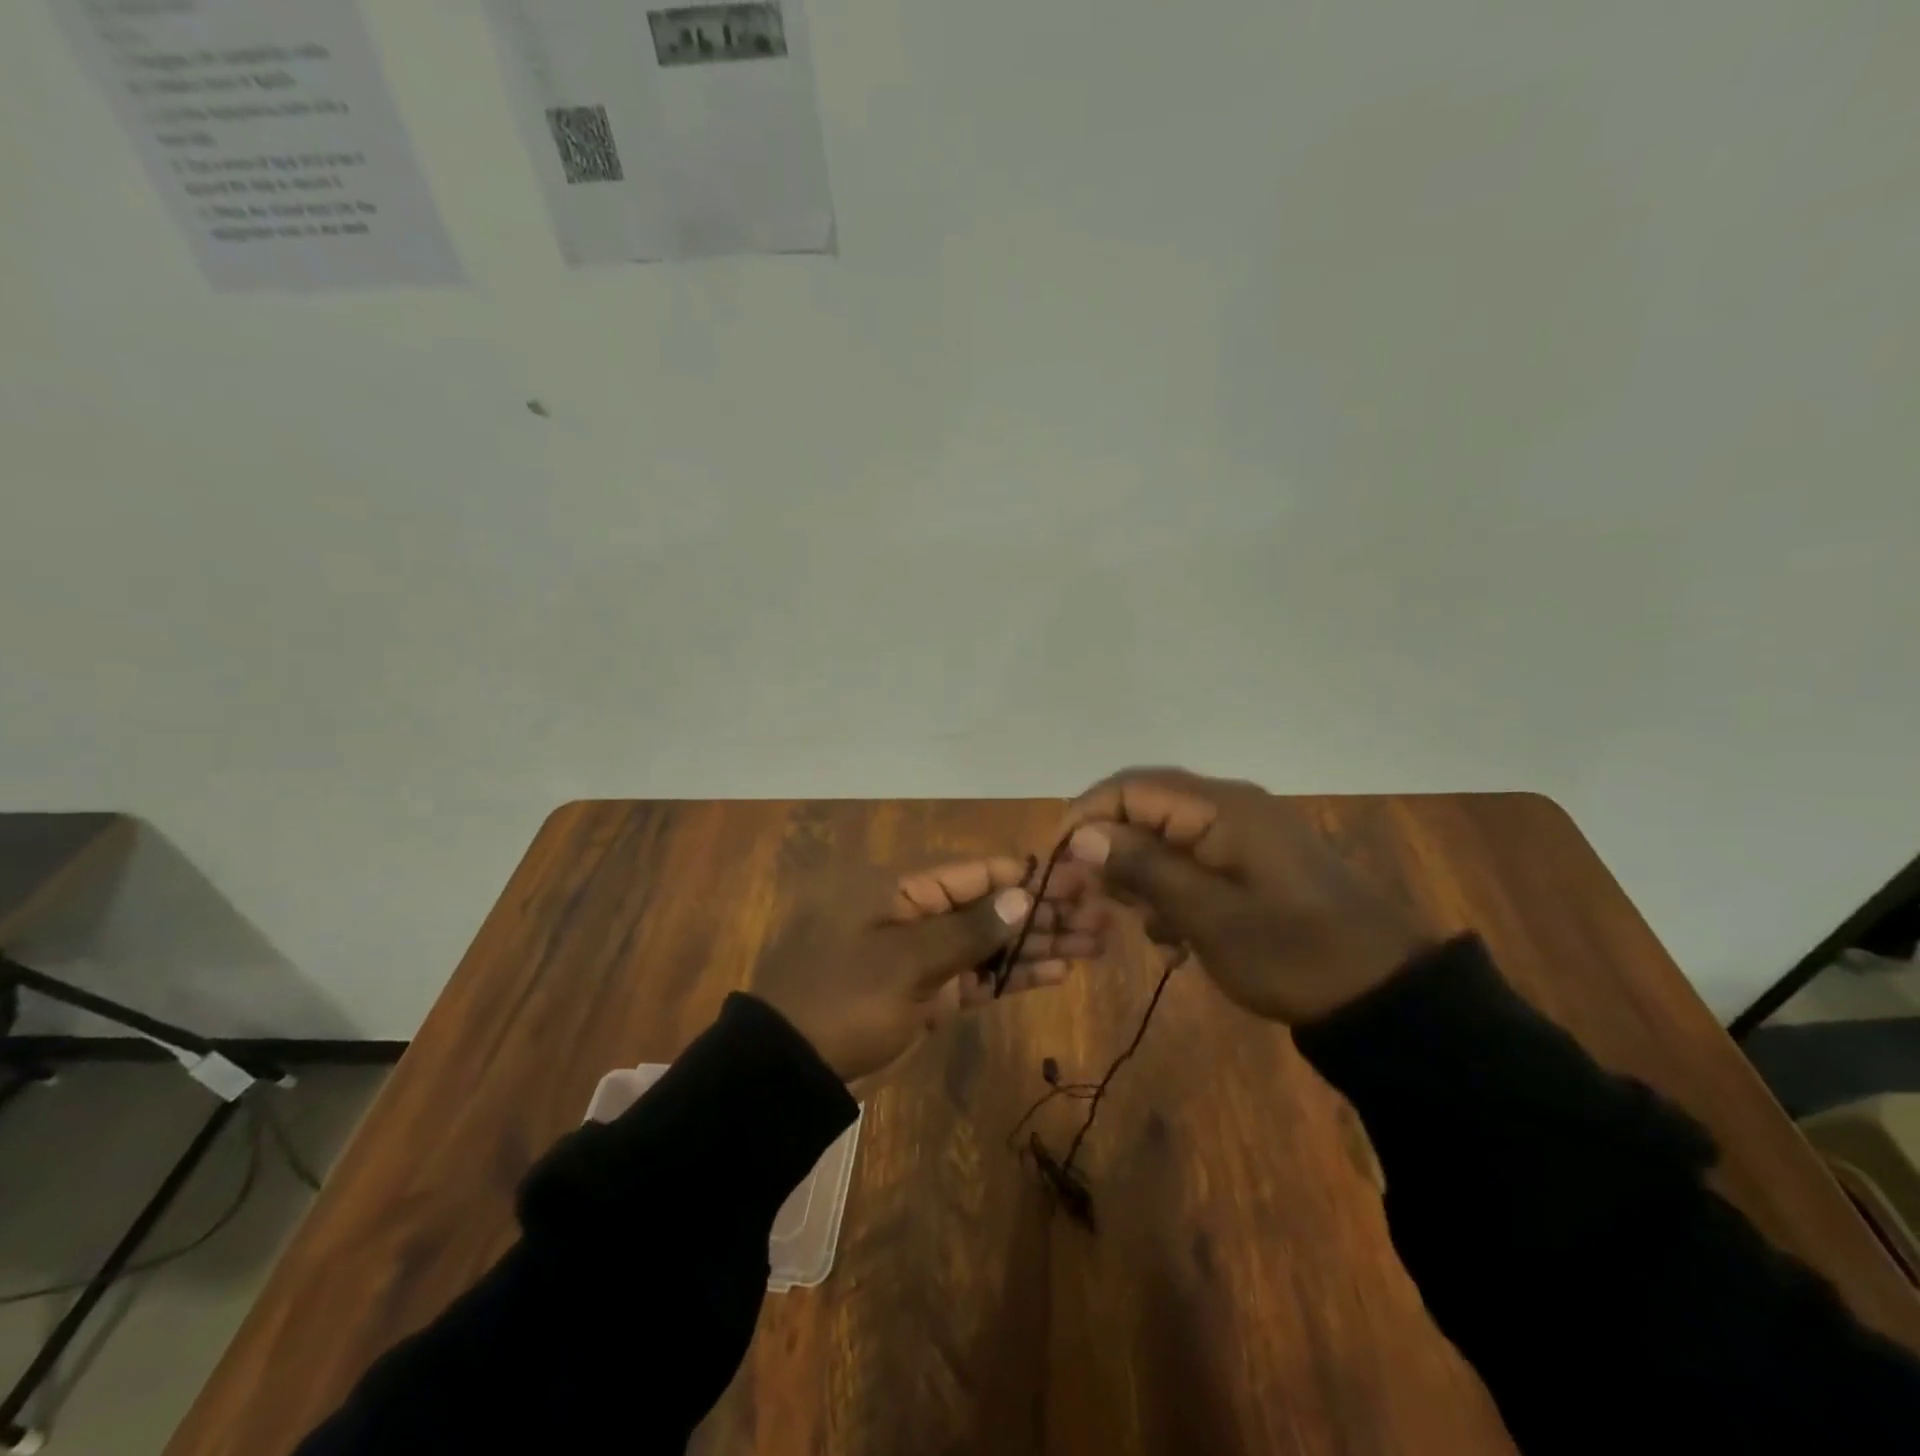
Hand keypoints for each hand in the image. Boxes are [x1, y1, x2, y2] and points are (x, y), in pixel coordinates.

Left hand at [750, 857, 1108, 1081]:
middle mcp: (919, 913)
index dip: (1028, 875)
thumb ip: (968, 930)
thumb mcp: (906, 961)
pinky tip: (1057, 973)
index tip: (1078, 880)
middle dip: (1044, 911)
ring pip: (992, 942)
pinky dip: (1014, 975)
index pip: (977, 872)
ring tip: (1094, 943)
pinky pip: (979, 976)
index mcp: (904, 888)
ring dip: (1038, 943)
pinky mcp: (931, 993)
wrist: (792, 1068)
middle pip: (992, 905)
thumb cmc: (845, 999)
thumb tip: (1023, 895)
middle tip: (1100, 917)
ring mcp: (926, 955)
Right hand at [1059, 768, 1430, 1024]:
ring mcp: (1242, 833)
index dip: (1085, 817)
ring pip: (1163, 836)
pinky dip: (1171, 890)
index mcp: (1219, 808)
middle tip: (1089, 899)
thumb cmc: (1293, 954)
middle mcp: (1227, 806)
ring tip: (1137, 923)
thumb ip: (1144, 868)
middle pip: (1144, 808)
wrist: (1384, 993)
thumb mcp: (1209, 917)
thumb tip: (1081, 835)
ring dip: (1139, 875)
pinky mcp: (1251, 860)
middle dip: (1109, 849)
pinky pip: (1191, 859)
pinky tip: (1173, 935)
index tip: (1057, 862)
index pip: (1130, 788)